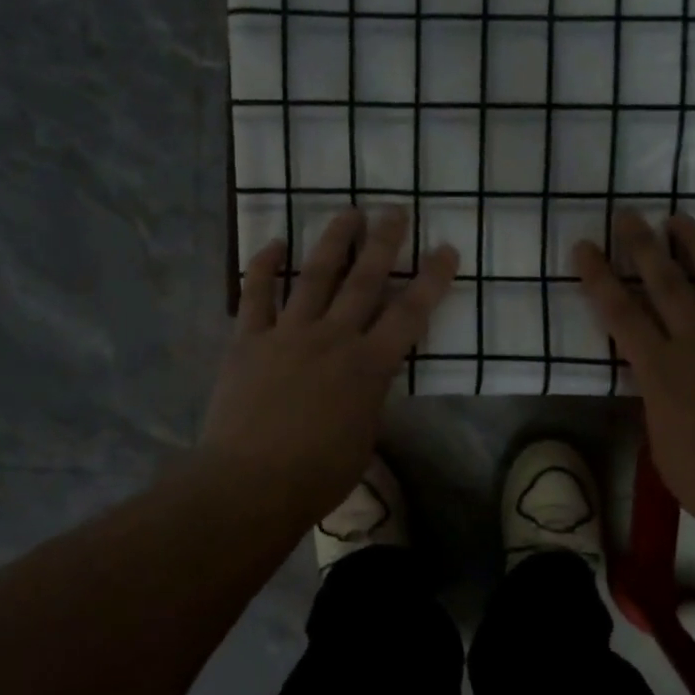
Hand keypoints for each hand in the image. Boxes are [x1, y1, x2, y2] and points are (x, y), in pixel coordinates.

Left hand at [198, 206, 458, 524]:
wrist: (249, 484)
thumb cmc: (317, 474)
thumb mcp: (364, 436)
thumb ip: (371, 396)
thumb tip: (369, 375)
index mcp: (369, 366)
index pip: (410, 313)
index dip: (432, 279)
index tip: (446, 249)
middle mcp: (333, 338)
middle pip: (364, 280)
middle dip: (383, 242)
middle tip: (394, 210)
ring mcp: (288, 334)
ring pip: (315, 276)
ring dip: (334, 241)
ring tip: (348, 212)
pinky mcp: (249, 339)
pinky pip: (255, 294)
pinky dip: (264, 266)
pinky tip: (275, 242)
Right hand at [573, 210, 694, 529]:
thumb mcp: (660, 443)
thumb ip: (655, 401)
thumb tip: (657, 381)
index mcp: (660, 369)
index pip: (619, 312)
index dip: (598, 276)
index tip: (584, 246)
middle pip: (665, 282)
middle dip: (642, 245)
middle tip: (628, 214)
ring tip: (680, 219)